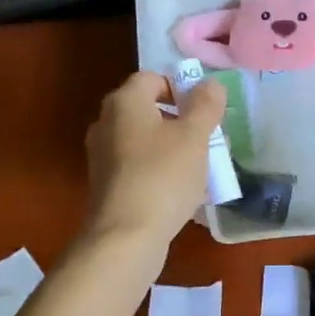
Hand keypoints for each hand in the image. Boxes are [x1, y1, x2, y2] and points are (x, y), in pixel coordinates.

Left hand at [82, 71, 226, 251]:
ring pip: (146, 142)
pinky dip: (160, 173)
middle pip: (149, 110)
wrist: (126, 237)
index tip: (205, 113)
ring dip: (173, 150)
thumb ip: (206, 105)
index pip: (153, 78)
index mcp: (124, 102)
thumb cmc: (163, 177)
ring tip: (200, 170)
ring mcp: (103, 156)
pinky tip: (182, 193)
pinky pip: (139, 168)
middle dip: (181, 122)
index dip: (182, 89)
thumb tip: (211, 84)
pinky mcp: (107, 185)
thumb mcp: (194, 137)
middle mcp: (106, 123)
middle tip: (208, 141)